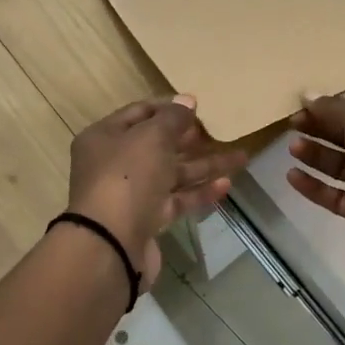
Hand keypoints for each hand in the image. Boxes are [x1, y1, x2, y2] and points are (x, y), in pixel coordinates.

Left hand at [68, 95, 247, 291]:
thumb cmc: (127, 177)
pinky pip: (176, 200)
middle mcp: (114, 163)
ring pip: (171, 174)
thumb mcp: (151, 136)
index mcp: (105, 137)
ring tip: (240, 158)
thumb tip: (187, 100)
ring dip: (203, 166)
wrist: (111, 244)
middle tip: (218, 131)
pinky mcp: (146, 221)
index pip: (139, 113)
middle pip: (157, 145)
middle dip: (189, 138)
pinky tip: (225, 185)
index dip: (168, 108)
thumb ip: (172, 118)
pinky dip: (199, 192)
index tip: (198, 106)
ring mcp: (131, 194)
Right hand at [287, 91, 344, 287]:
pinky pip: (338, 195)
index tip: (307, 103)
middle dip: (323, 128)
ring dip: (317, 155)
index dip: (337, 102)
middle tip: (292, 124)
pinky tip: (292, 177)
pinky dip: (316, 186)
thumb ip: (334, 106)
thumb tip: (308, 96)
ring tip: (292, 148)